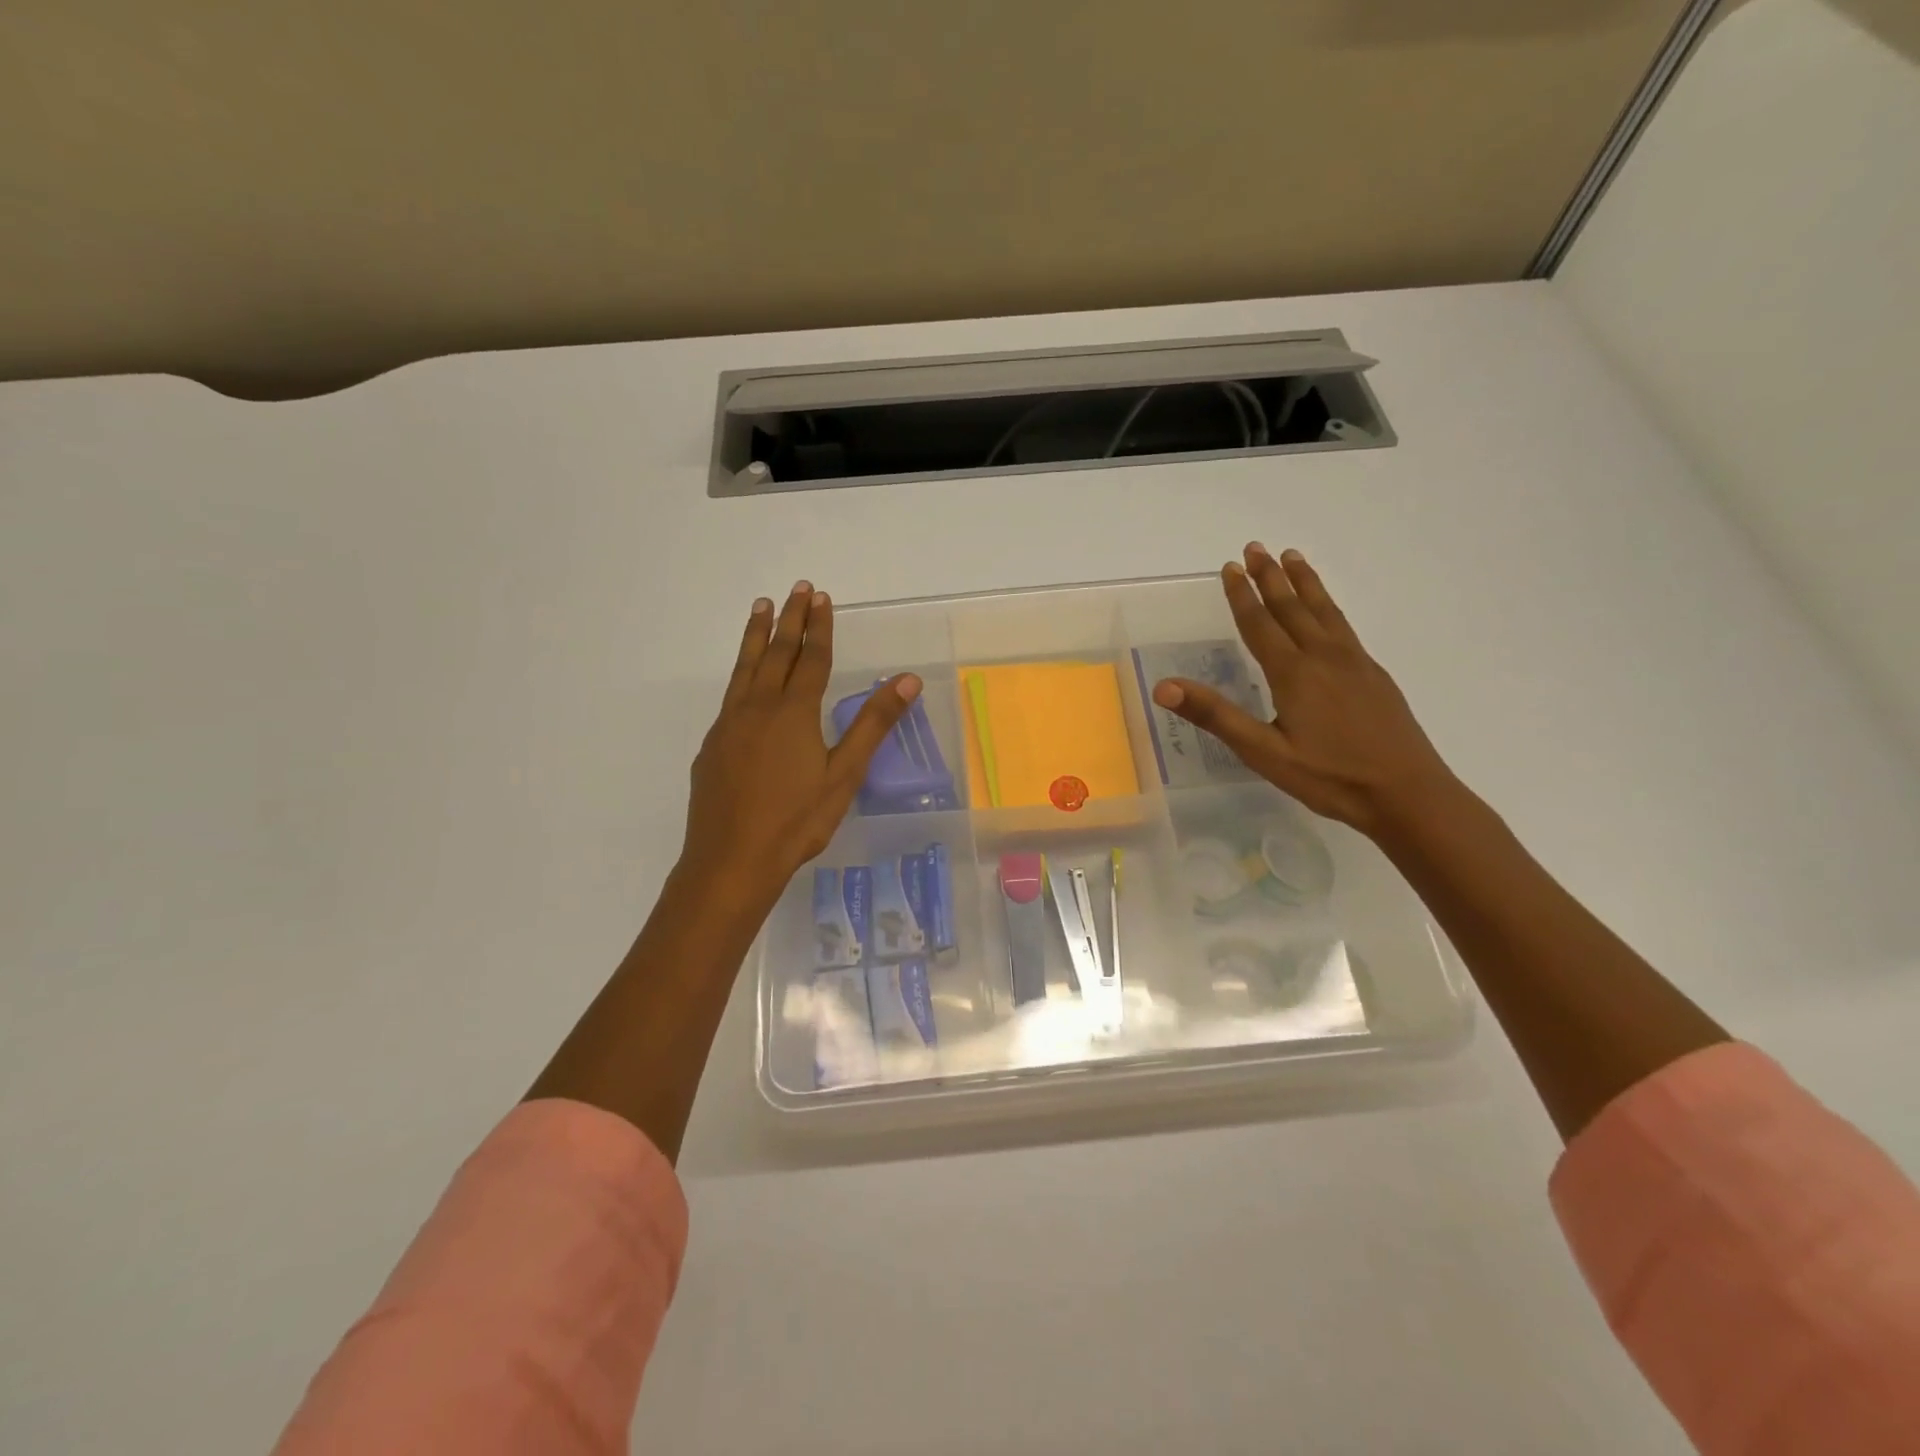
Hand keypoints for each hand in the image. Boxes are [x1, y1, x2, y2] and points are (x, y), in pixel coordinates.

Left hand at [681, 581, 920, 907]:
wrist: (731, 860)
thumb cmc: (797, 821)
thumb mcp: (845, 774)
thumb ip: (873, 724)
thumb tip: (906, 680)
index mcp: (794, 713)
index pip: (811, 659)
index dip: (818, 627)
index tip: (821, 598)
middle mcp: (758, 708)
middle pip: (776, 653)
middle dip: (788, 619)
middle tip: (797, 589)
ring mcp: (730, 725)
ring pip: (745, 668)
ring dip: (755, 635)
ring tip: (760, 607)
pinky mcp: (713, 746)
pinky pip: (730, 696)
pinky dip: (740, 673)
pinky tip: (744, 681)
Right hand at [1151, 544, 1455, 837]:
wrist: (1408, 793)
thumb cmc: (1330, 776)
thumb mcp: (1263, 752)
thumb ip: (1216, 715)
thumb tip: (1164, 688)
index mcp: (1293, 673)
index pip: (1260, 624)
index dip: (1241, 595)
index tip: (1229, 567)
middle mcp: (1323, 657)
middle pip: (1292, 607)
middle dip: (1270, 577)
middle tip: (1255, 547)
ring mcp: (1354, 663)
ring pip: (1323, 611)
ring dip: (1304, 582)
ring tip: (1292, 557)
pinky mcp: (1373, 675)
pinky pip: (1343, 625)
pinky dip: (1328, 605)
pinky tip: (1328, 610)